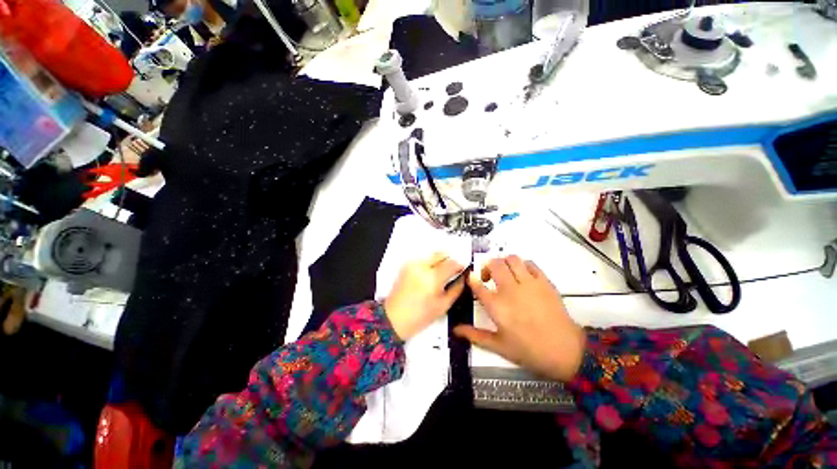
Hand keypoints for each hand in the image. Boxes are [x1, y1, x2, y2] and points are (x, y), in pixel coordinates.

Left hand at [384, 253, 465, 339]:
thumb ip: (456, 289)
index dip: (459, 265)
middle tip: (451, 271)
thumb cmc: (416, 316)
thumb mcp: (443, 306)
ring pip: (432, 255)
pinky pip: (422, 259)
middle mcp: (421, 268)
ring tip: (438, 276)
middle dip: (449, 261)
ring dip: (438, 262)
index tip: (462, 269)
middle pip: (441, 253)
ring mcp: (412, 265)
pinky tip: (428, 276)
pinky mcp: (406, 266)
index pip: (451, 263)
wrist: (394, 318)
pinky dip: (428, 264)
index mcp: (432, 278)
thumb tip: (462, 279)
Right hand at [454, 256, 584, 381]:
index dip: (471, 279)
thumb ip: (475, 335)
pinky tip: (522, 276)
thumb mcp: (499, 346)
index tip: (471, 279)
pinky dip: (522, 265)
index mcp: (496, 306)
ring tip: (505, 273)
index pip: (477, 284)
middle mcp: (510, 290)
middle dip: (487, 267)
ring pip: (511, 259)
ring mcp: (528, 283)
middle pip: (494, 264)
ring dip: (504, 263)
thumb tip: (455, 330)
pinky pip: (530, 263)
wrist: (566, 351)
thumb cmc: (529, 350)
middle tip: (488, 277)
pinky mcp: (544, 281)